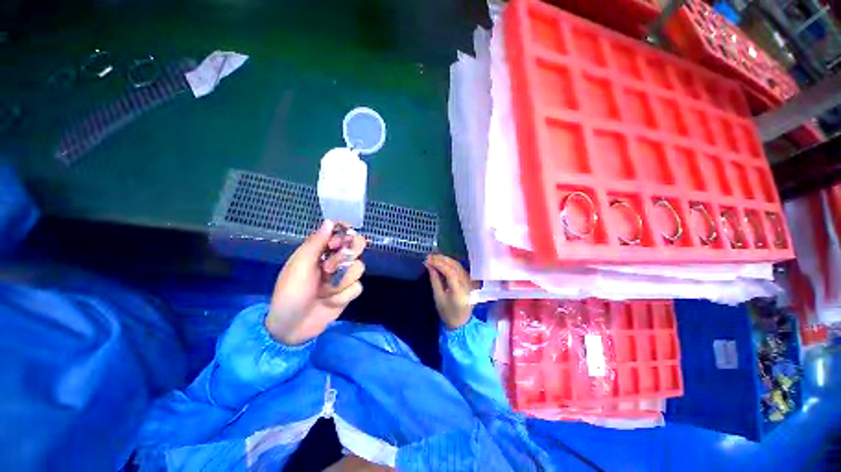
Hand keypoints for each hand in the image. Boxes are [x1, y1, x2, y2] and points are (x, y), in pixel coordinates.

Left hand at [266, 220, 365, 344]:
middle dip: (347, 257)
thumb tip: (330, 221)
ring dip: (341, 280)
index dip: (343, 235)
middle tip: (329, 267)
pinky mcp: (348, 292)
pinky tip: (330, 301)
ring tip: (324, 290)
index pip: (341, 233)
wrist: (292, 327)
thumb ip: (315, 243)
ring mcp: (343, 276)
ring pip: (359, 267)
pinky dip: (343, 295)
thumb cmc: (290, 293)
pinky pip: (357, 287)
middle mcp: (335, 260)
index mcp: (321, 250)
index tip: (335, 244)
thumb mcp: (299, 266)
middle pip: (358, 246)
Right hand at [425, 254, 472, 329]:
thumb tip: (429, 266)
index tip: (428, 260)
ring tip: (434, 257)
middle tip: (429, 256)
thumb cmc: (448, 312)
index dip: (439, 263)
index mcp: (459, 290)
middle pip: (455, 265)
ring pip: (457, 265)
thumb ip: (434, 280)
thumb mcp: (438, 297)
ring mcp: (469, 281)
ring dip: (445, 259)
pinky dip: (449, 263)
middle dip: (441, 259)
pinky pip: (459, 268)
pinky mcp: (468, 280)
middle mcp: (466, 283)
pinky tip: (442, 261)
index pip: (450, 271)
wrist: (462, 322)